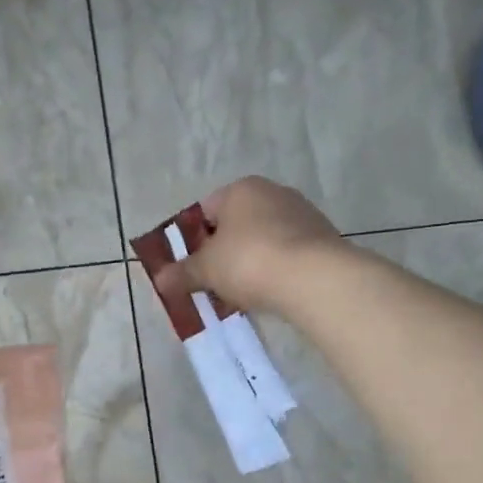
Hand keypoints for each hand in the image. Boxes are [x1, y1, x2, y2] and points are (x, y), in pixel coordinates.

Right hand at [152, 177, 344, 315]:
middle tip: (213, 283)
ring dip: (251, 263)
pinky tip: (271, 292)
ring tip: (242, 293)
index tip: (191, 267)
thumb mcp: (206, 270)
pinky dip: (276, 270)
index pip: (206, 210)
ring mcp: (303, 214)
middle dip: (223, 253)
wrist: (314, 278)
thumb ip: (182, 273)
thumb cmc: (249, 261)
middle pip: (237, 225)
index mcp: (241, 189)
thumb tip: (160, 279)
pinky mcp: (323, 239)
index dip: (194, 239)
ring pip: (264, 240)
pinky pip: (287, 254)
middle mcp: (273, 193)